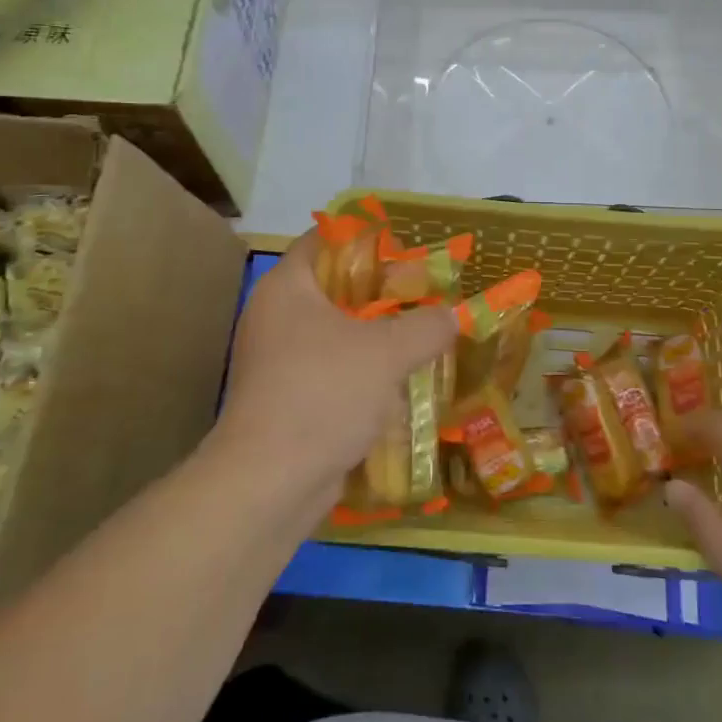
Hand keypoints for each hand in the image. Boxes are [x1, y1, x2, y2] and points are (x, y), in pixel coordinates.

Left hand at [212, 233, 452, 512]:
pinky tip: (400, 380)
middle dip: (382, 290)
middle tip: (424, 292)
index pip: (324, 239)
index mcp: (287, 287)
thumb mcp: (387, 352)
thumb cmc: (323, 394)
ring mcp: (278, 360)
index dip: (366, 238)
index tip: (406, 247)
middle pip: (335, 286)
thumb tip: (452, 315)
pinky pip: (332, 369)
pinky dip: (363, 370)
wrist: (269, 484)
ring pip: (336, 332)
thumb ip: (427, 325)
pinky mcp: (287, 399)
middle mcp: (276, 316)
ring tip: (421, 334)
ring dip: (376, 334)